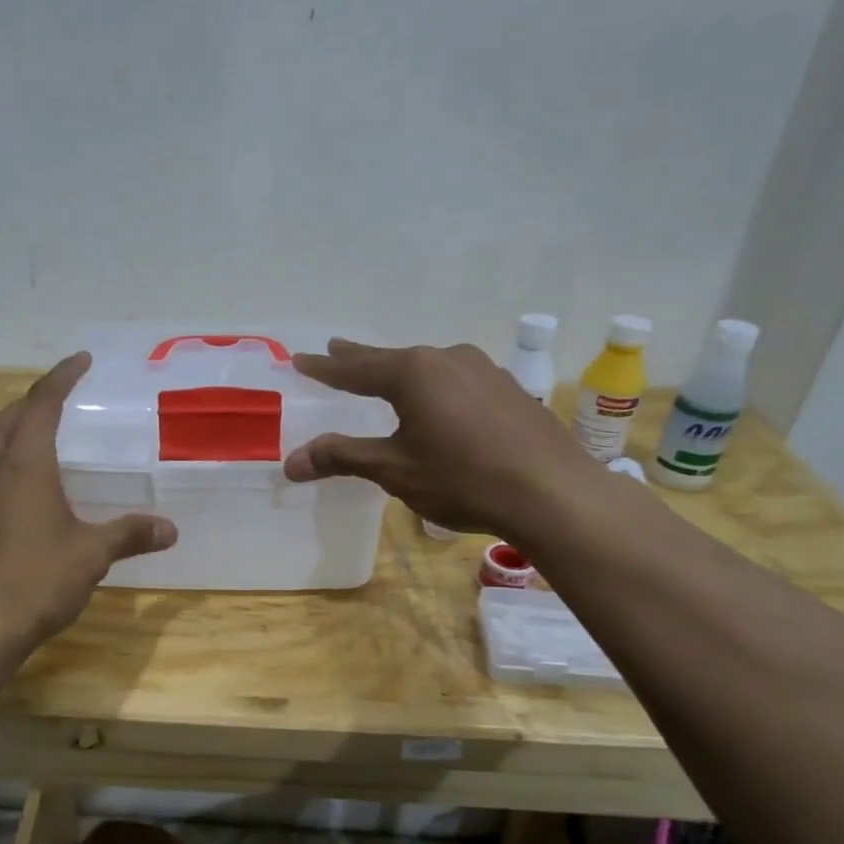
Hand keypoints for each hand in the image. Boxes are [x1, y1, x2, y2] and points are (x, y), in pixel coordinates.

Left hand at [0, 354, 176, 645]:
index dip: (62, 377)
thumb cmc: (35, 580)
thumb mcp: (91, 555)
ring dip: (14, 430)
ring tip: (40, 437)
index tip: (81, 360)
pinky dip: (2, 463)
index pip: (42, 403)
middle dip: (35, 399)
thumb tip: (170, 529)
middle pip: (9, 417)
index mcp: (23, 464)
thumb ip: (129, 534)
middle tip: (62, 397)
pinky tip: (17, 490)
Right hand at [283, 339, 598, 541]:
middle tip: (336, 351)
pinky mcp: (509, 390)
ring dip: (402, 374)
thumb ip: (343, 458)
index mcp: (413, 372)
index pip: (355, 368)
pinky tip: (441, 404)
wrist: (552, 492)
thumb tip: (291, 462)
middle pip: (392, 360)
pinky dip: (436, 389)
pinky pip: (458, 382)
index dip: (325, 368)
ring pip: (429, 369)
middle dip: (361, 360)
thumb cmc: (462, 478)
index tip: (300, 359)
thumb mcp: (394, 470)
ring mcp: (484, 370)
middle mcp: (447, 359)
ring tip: (387, 377)